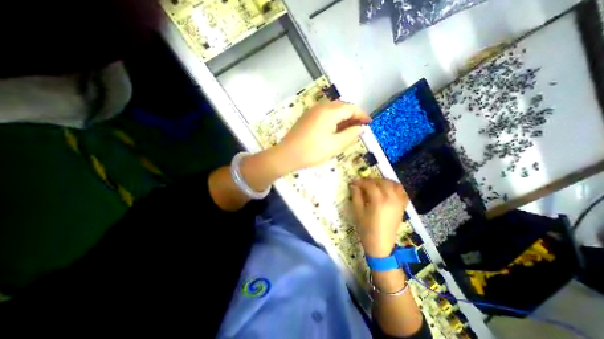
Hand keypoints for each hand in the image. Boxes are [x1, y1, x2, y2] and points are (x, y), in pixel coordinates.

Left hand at [275, 99, 370, 170]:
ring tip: (349, 129)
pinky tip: (335, 129)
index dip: (362, 115)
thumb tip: (360, 127)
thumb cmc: (312, 151)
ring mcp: (312, 111)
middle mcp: (321, 106)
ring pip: (333, 109)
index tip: (369, 123)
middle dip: (353, 115)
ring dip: (343, 117)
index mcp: (330, 111)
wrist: (287, 154)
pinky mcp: (307, 117)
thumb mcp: (335, 145)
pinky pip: (324, 113)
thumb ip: (351, 134)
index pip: (351, 108)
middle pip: (342, 106)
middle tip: (359, 127)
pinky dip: (333, 119)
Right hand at [350, 178, 409, 256]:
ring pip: (394, 184)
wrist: (380, 245)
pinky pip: (402, 193)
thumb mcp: (357, 212)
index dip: (360, 182)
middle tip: (362, 184)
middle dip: (371, 180)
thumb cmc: (366, 229)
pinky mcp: (402, 207)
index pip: (369, 184)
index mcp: (378, 200)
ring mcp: (398, 202)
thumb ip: (356, 196)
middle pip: (382, 182)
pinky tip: (388, 191)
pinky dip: (395, 188)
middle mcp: (391, 198)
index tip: (353, 183)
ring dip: (384, 182)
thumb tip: (354, 185)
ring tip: (375, 185)